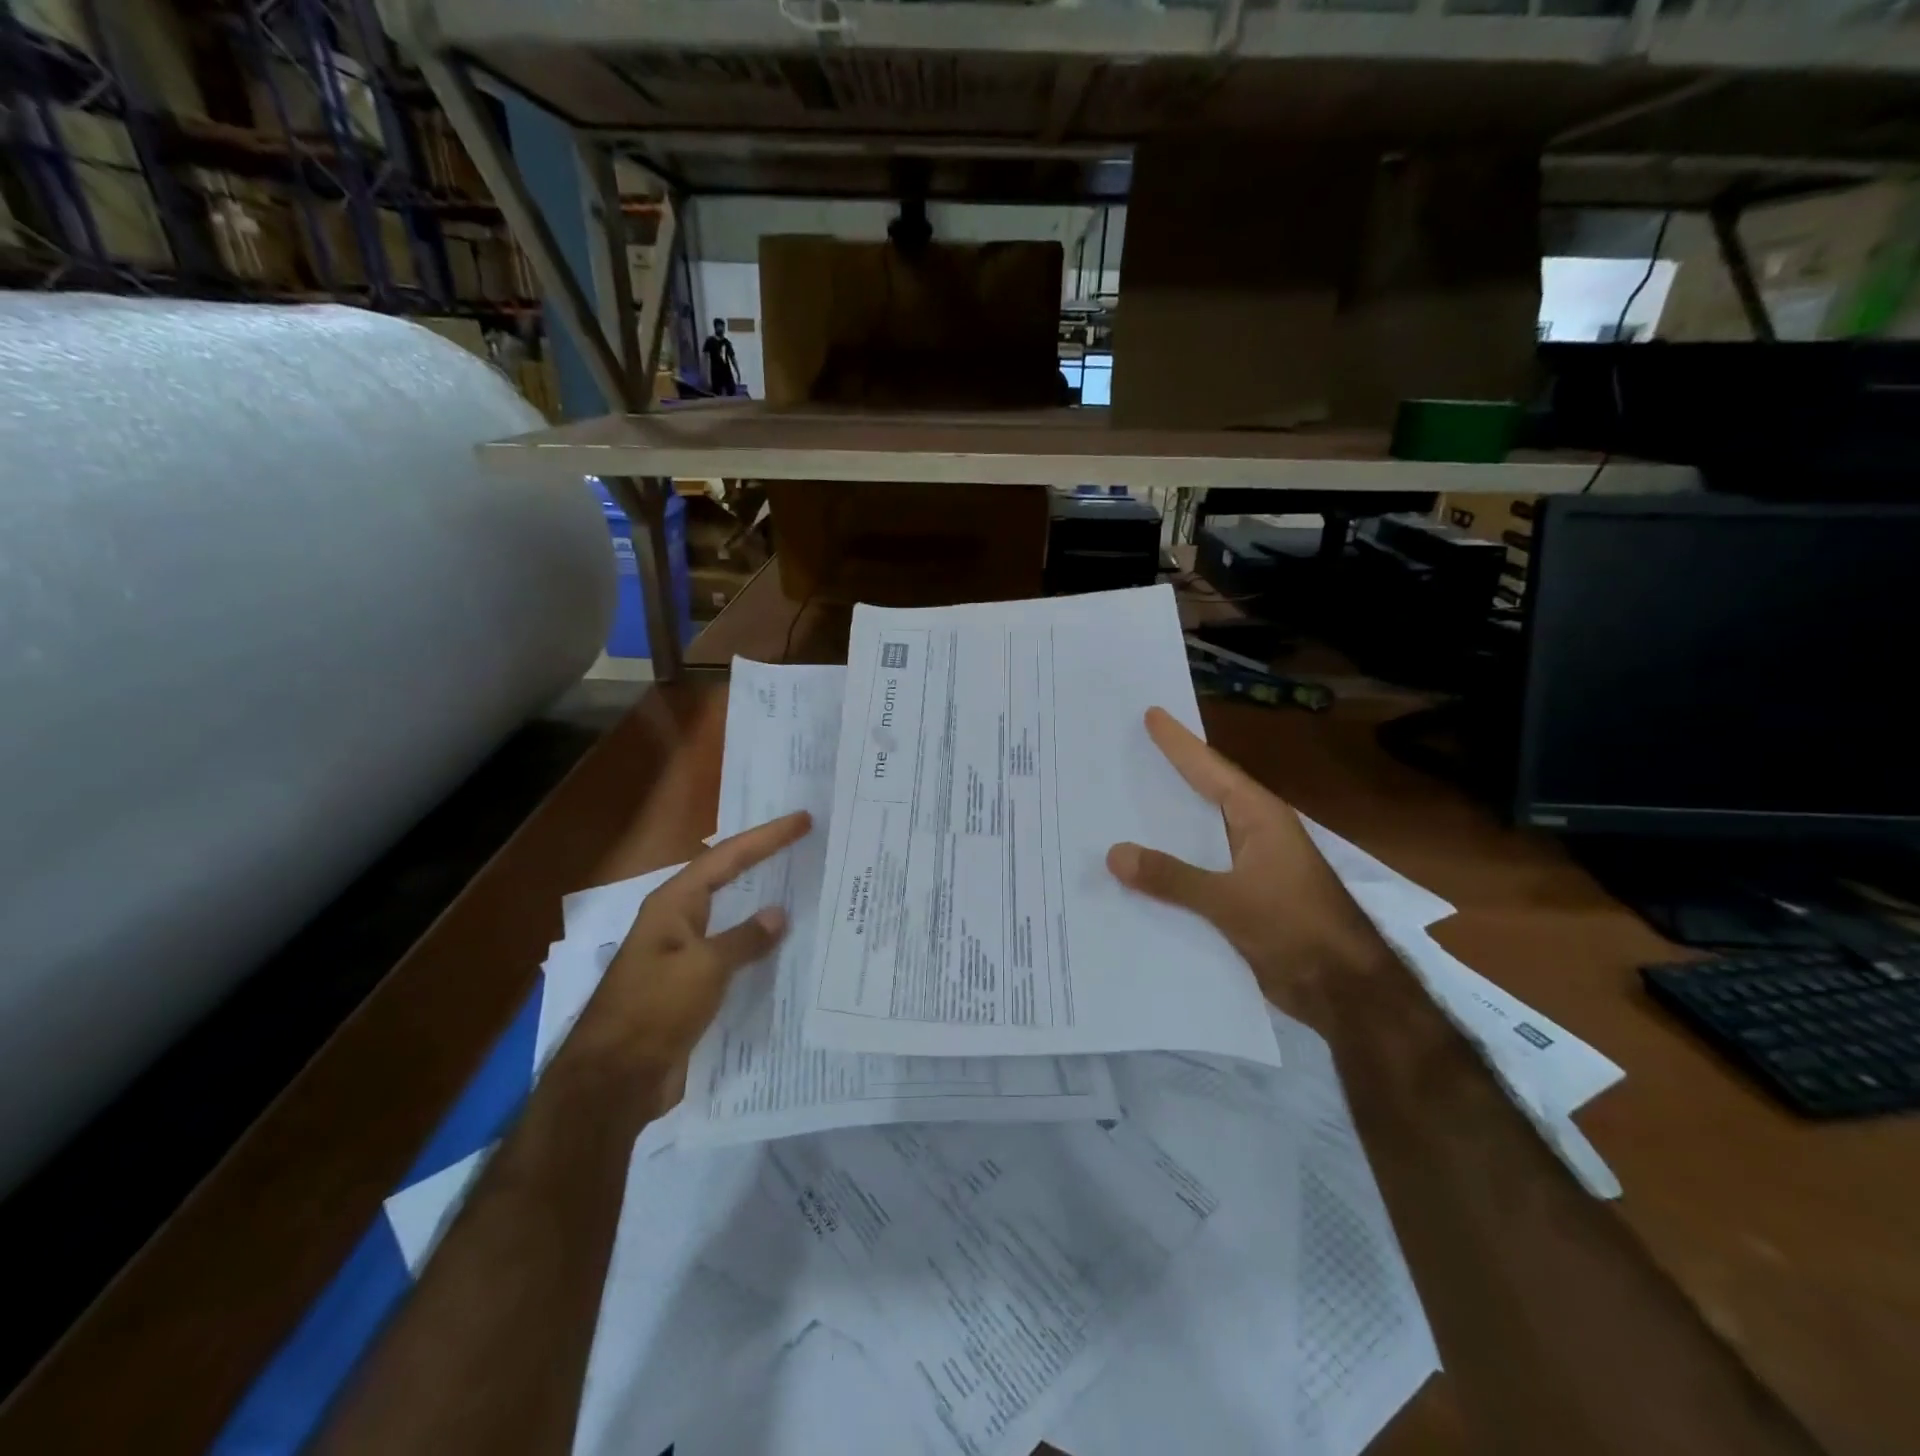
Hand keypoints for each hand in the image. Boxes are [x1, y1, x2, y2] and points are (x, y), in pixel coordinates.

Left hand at [575, 811, 811, 1067]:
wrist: (615, 1080)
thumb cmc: (654, 1010)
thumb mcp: (704, 968)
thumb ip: (744, 939)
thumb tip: (777, 915)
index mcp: (674, 905)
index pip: (727, 858)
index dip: (766, 837)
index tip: (803, 820)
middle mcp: (678, 921)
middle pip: (727, 878)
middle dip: (764, 860)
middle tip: (805, 843)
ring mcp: (684, 954)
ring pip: (732, 917)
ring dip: (763, 903)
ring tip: (804, 888)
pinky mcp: (692, 986)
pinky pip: (733, 953)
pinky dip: (759, 945)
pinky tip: (786, 948)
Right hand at [1106, 709, 1389, 1024]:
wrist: (1344, 991)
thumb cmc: (1296, 928)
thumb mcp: (1231, 900)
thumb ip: (1172, 877)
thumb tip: (1114, 854)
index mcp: (1259, 818)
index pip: (1210, 769)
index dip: (1179, 743)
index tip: (1151, 714)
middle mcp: (1253, 833)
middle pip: (1203, 795)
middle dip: (1167, 774)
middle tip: (1126, 751)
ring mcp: (1249, 867)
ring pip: (1197, 836)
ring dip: (1163, 825)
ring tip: (1119, 805)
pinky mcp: (1243, 898)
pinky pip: (1196, 871)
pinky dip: (1169, 866)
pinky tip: (1137, 870)